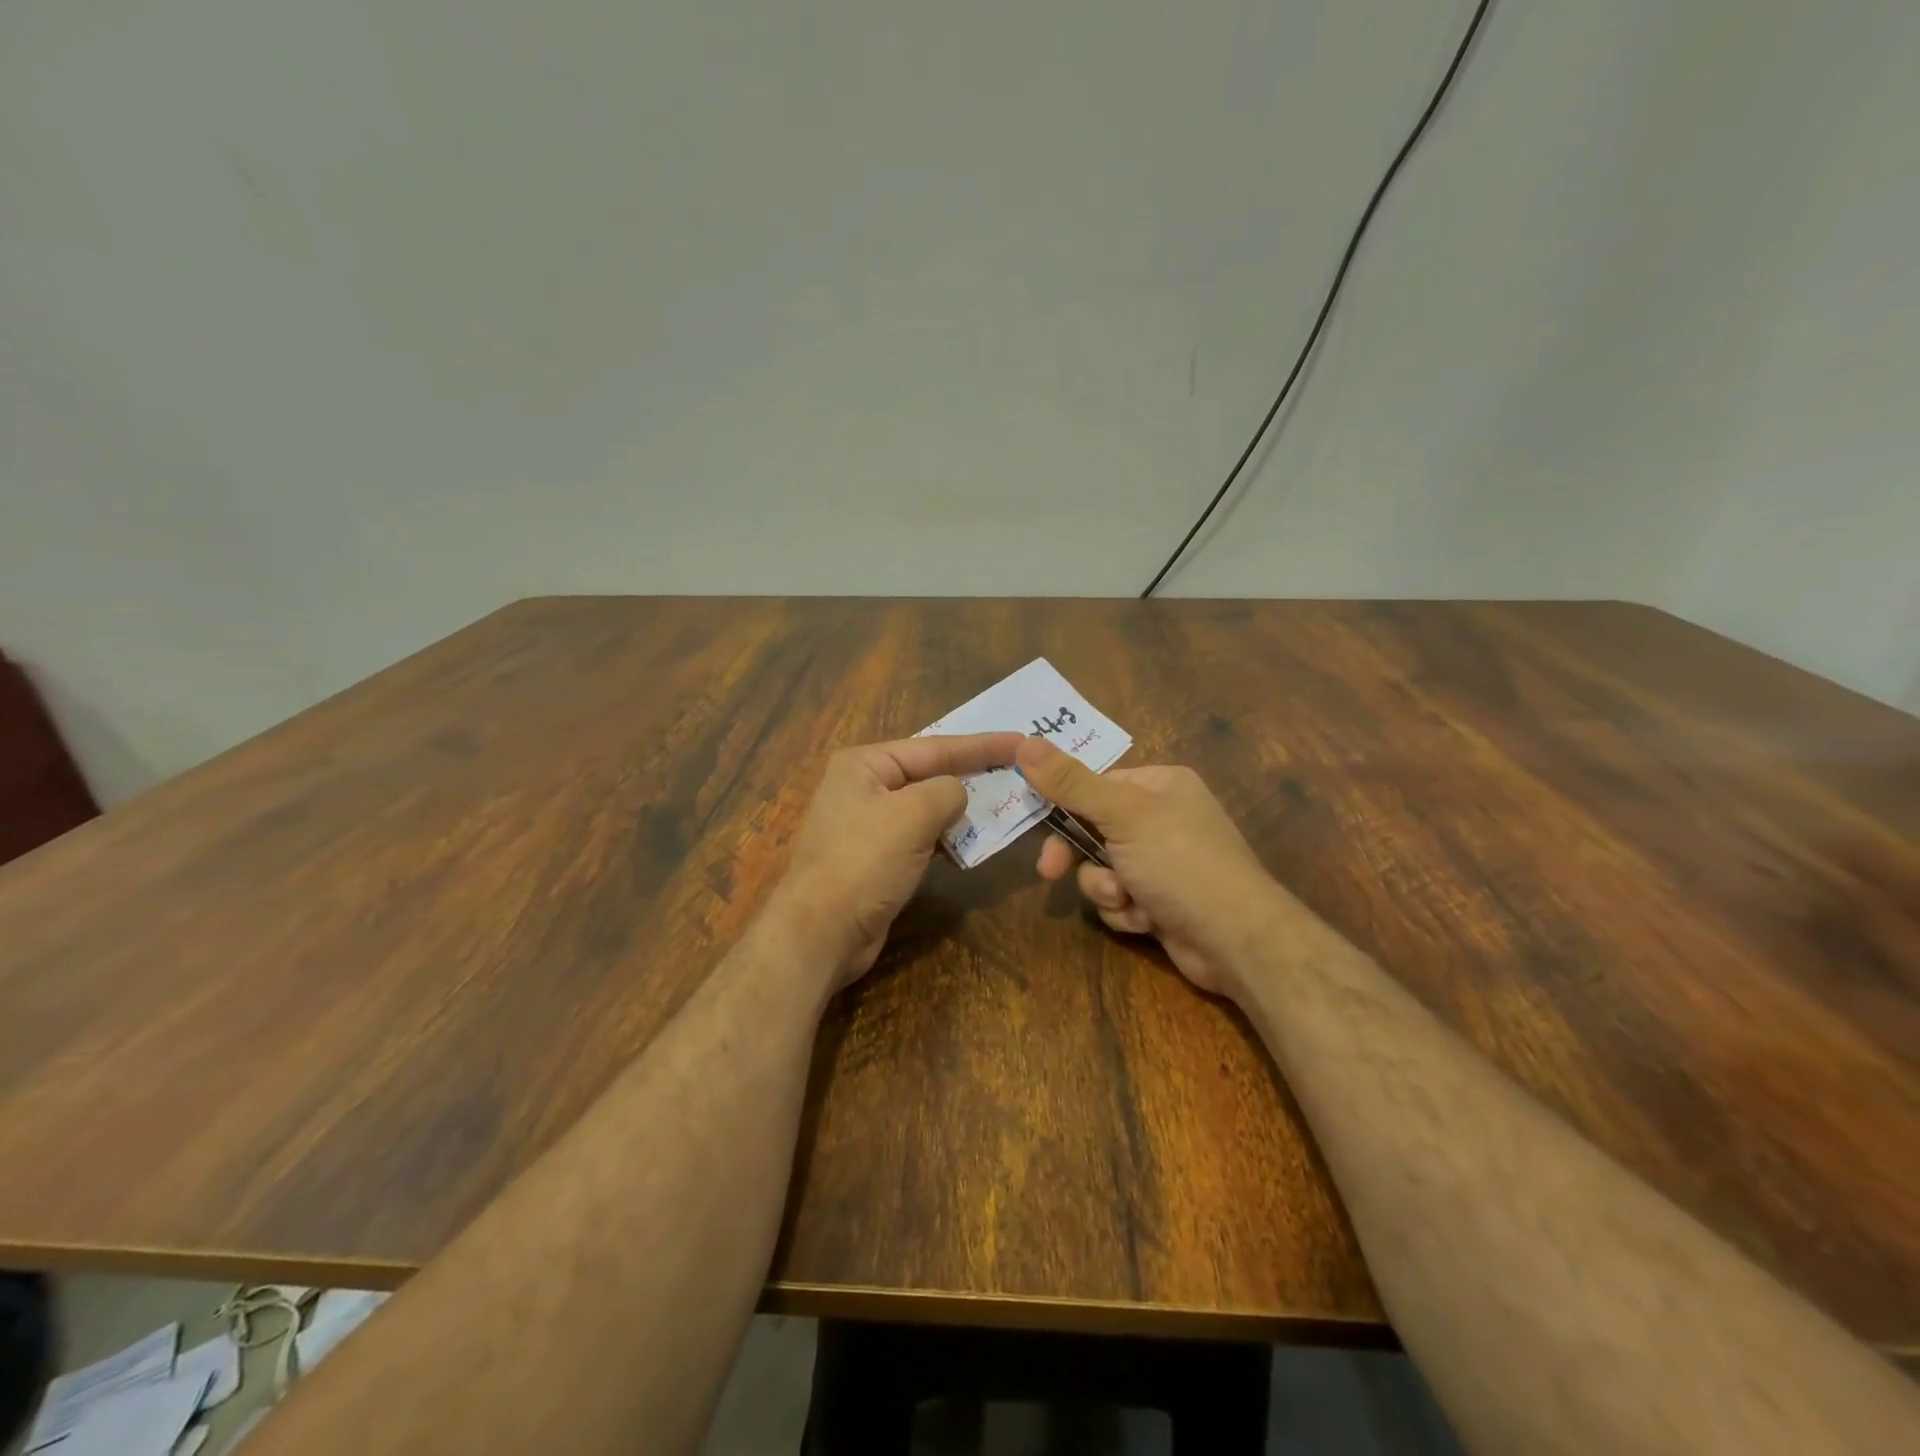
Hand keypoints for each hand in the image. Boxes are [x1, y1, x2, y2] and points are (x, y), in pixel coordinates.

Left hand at [776, 732, 1022, 983]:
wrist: (822, 932)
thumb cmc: (864, 861)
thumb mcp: (912, 814)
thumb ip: (946, 791)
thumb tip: (958, 794)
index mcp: (865, 763)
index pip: (934, 746)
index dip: (980, 745)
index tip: (1020, 741)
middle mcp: (863, 787)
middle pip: (929, 774)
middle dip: (972, 775)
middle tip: (1017, 771)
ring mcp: (868, 825)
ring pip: (927, 809)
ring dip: (961, 811)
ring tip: (1005, 805)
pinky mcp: (877, 859)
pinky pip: (920, 838)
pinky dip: (946, 839)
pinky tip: (972, 844)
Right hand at [1019, 736, 1287, 998]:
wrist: (1236, 940)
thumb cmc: (1181, 862)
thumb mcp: (1122, 815)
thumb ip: (1071, 782)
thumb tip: (1024, 742)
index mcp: (1160, 785)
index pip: (1096, 784)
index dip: (1064, 805)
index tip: (1038, 824)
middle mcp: (1163, 819)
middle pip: (1094, 830)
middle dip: (1080, 857)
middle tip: (1051, 872)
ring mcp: (1163, 863)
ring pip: (1102, 869)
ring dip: (1106, 888)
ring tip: (1128, 899)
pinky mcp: (1161, 901)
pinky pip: (1120, 899)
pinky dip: (1126, 911)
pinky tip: (1147, 920)